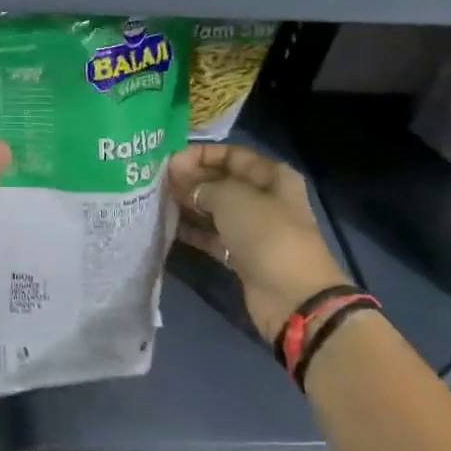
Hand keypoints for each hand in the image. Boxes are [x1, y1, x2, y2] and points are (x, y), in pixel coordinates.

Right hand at [167, 143, 348, 344]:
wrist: (292, 296)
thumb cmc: (266, 234)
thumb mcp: (232, 198)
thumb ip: (204, 185)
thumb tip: (186, 185)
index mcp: (272, 177)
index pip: (233, 155)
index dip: (202, 154)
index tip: (171, 161)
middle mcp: (264, 199)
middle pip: (223, 182)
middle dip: (193, 180)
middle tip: (160, 182)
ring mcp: (254, 229)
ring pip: (216, 210)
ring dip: (190, 205)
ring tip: (159, 202)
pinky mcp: (242, 256)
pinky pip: (213, 236)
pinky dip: (194, 232)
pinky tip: (169, 226)